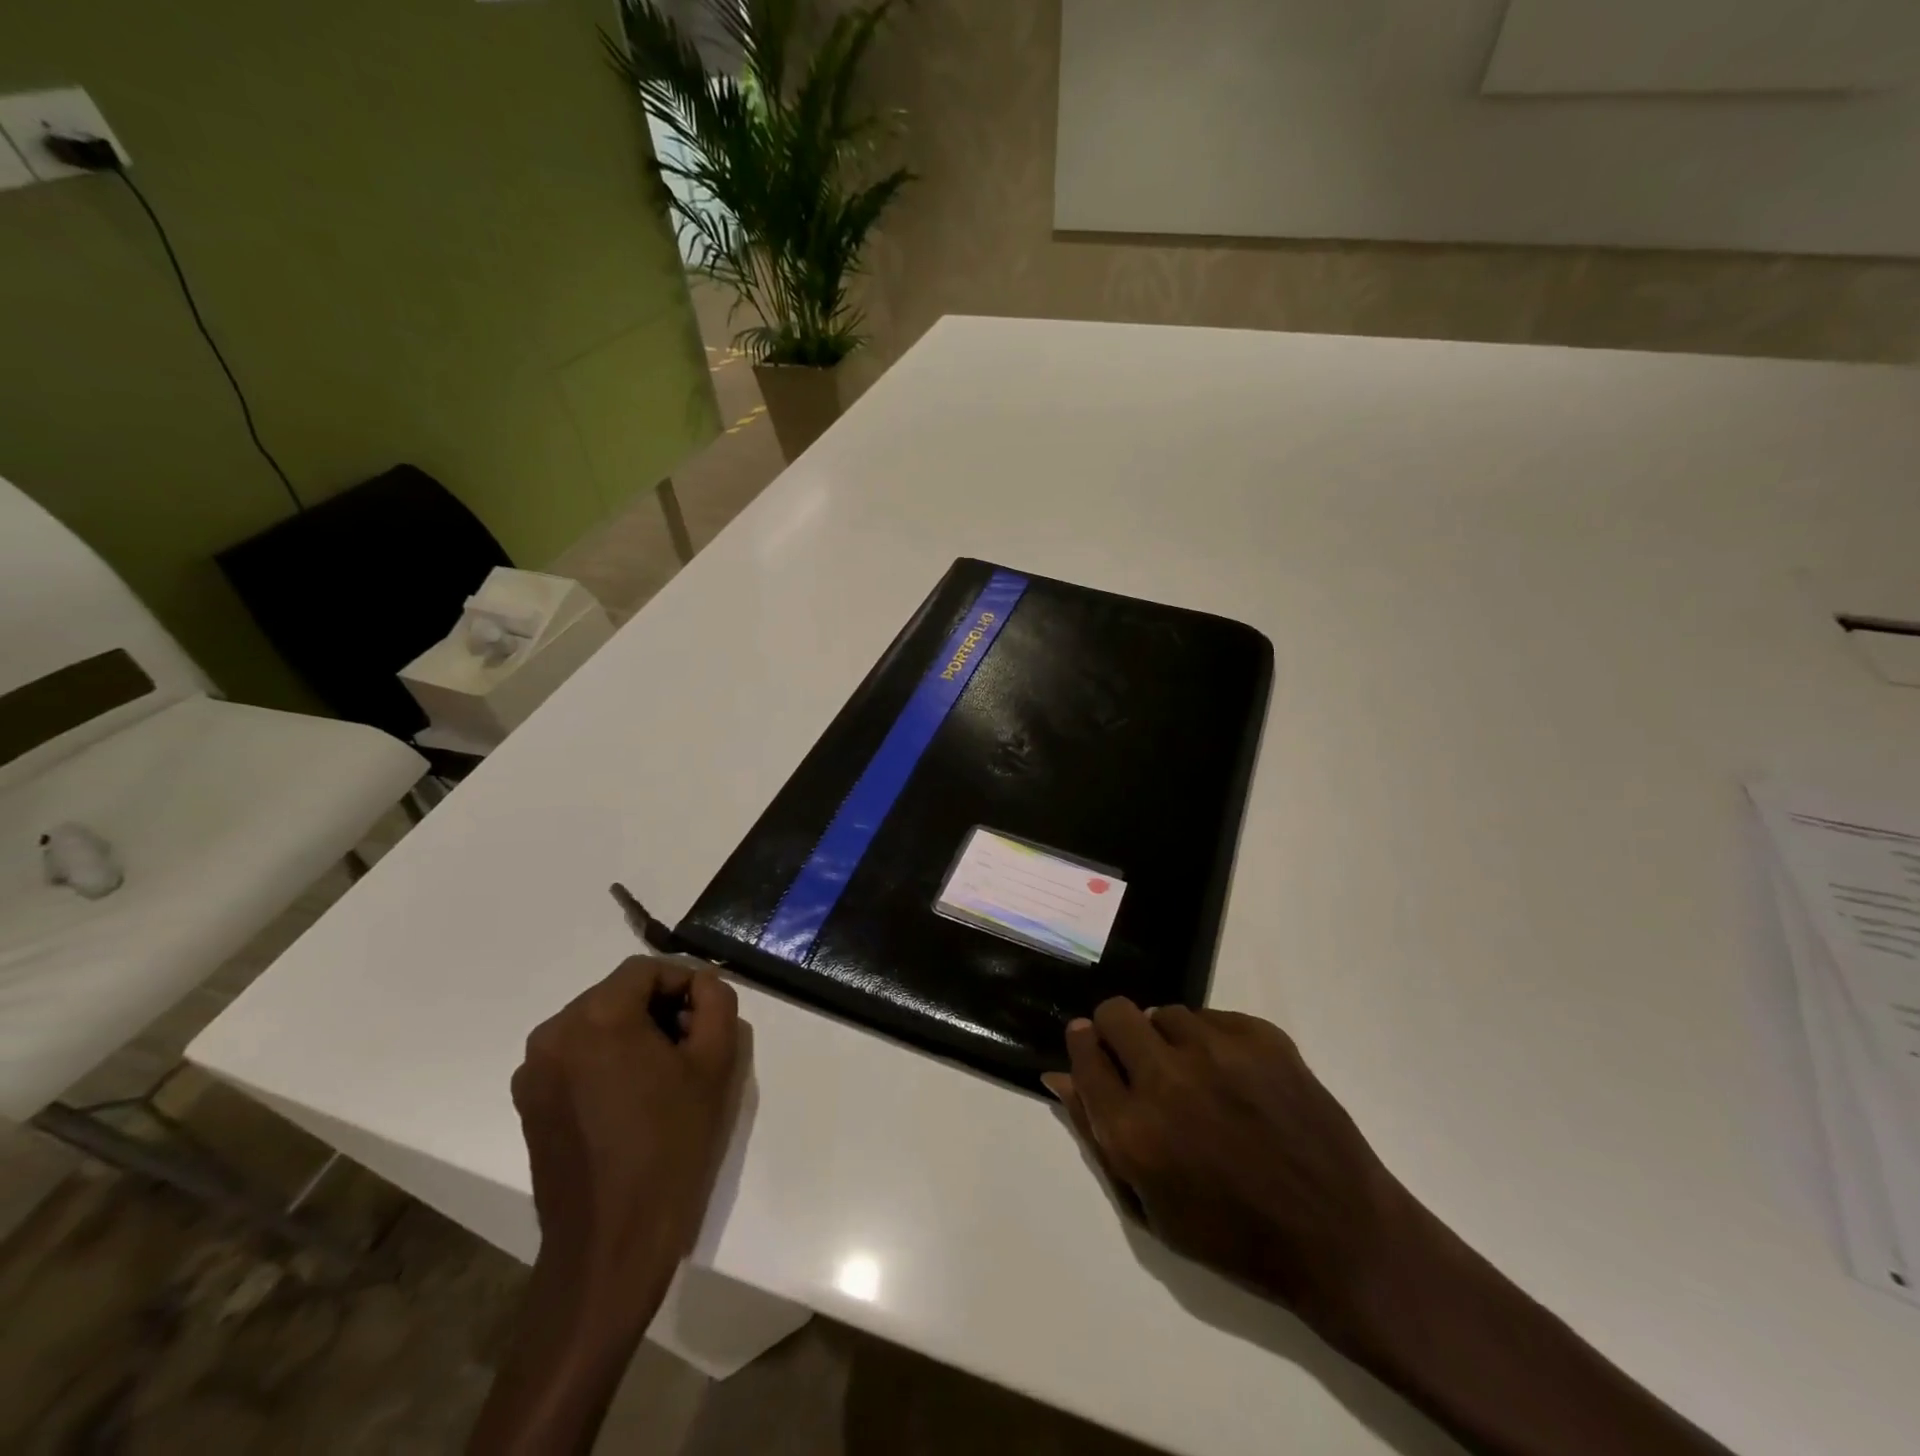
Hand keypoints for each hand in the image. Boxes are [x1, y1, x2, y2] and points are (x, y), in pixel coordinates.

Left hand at [511, 956, 744, 1326]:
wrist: (612, 1244)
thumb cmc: (671, 1146)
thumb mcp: (715, 1064)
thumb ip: (716, 1003)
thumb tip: (703, 984)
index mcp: (596, 1018)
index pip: (646, 970)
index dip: (685, 984)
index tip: (708, 1018)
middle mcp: (553, 1034)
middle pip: (618, 994)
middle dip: (660, 1009)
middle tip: (693, 1047)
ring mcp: (534, 1072)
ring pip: (597, 1025)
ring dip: (634, 1035)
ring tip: (666, 1076)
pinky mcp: (529, 1104)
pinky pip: (577, 1057)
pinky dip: (607, 1061)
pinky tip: (633, 1100)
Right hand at [1043, 1000, 1416, 1335]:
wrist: (1339, 1236)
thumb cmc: (1234, 1237)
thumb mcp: (1150, 1209)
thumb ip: (1096, 1136)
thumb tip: (1059, 1076)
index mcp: (1133, 1130)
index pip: (1083, 1052)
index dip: (1084, 1046)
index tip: (1092, 1047)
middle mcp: (1168, 1079)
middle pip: (1115, 1013)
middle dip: (1117, 1031)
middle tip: (1140, 1059)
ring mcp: (1218, 1051)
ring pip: (1166, 1012)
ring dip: (1169, 1038)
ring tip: (1197, 1076)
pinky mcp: (1262, 1037)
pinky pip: (1214, 1016)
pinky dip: (1213, 1040)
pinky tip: (1236, 1078)